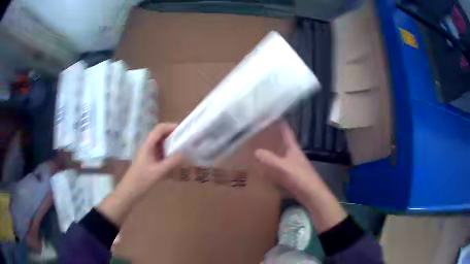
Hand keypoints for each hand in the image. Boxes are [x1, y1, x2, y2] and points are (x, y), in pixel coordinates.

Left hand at [98, 123, 182, 226]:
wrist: (129, 192)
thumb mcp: (158, 172)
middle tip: (186, 140)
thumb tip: (185, 153)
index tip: (183, 130)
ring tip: (184, 150)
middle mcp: (148, 147)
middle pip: (160, 135)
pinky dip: (169, 155)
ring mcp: (148, 155)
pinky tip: (176, 162)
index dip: (170, 126)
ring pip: (161, 145)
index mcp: (148, 146)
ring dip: (171, 145)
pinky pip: (161, 154)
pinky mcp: (150, 162)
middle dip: (173, 135)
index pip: (159, 129)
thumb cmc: (141, 181)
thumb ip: (171, 162)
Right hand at [254, 121, 320, 201]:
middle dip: (272, 137)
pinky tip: (261, 168)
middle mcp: (292, 155)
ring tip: (256, 148)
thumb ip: (270, 159)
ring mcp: (291, 165)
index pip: (287, 132)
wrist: (312, 195)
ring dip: (270, 152)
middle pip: (282, 143)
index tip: (270, 116)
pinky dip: (270, 166)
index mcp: (294, 148)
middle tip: (257, 132)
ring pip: (279, 155)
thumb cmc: (301, 177)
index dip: (280, 123)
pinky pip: (277, 167)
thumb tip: (255, 151)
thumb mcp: (285, 167)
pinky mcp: (289, 176)